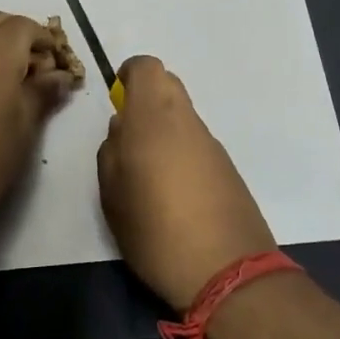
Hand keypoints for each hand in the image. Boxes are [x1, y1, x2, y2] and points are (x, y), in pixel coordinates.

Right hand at [96, 56, 275, 310]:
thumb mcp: (112, 193)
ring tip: (148, 175)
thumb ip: (112, 150)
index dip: (129, 76)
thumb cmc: (154, 229)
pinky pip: (197, 143)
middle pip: (167, 85)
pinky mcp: (227, 167)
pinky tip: (174, 193)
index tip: (117, 101)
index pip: (147, 67)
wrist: (227, 271)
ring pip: (182, 116)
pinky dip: (182, 153)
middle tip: (128, 138)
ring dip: (164, 129)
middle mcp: (186, 120)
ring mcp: (211, 143)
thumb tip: (122, 128)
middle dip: (146, 100)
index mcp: (153, 117)